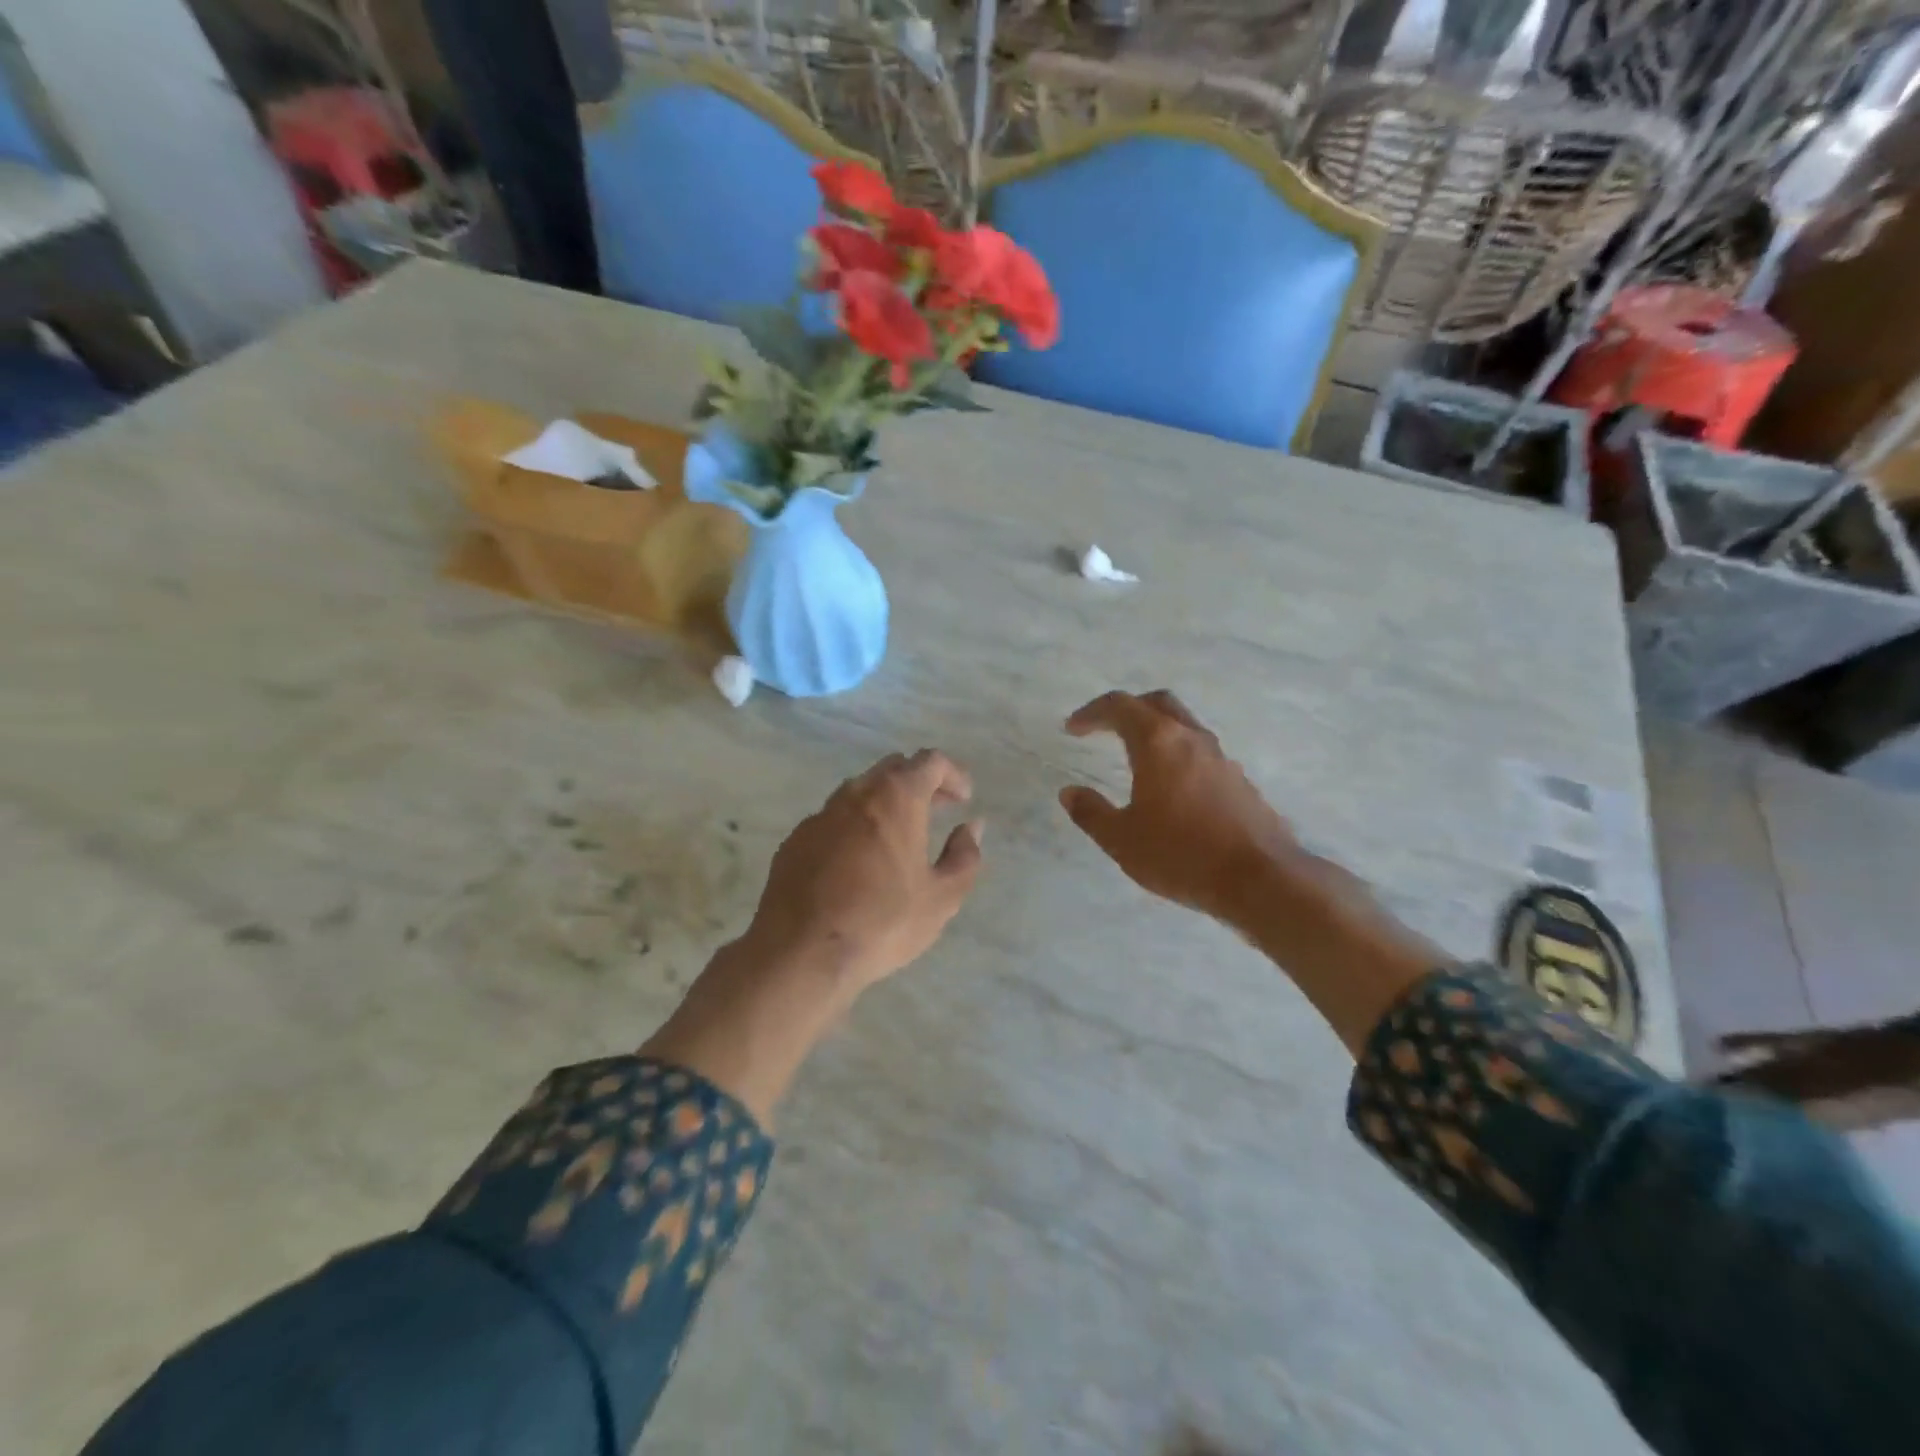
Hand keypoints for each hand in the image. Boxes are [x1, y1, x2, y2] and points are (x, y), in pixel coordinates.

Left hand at [744, 749, 985, 989]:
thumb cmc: (882, 923)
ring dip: (885, 802)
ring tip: (900, 835)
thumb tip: (971, 828)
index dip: (953, 774)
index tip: (964, 798)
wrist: (800, 952)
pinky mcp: (795, 840)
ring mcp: (820, 815)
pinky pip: (833, 820)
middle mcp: (856, 794)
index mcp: (896, 798)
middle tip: (937, 809)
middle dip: (920, 782)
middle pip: (893, 768)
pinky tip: (859, 861)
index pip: (930, 761)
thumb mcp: (941, 898)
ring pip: (860, 792)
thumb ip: (964, 856)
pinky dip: (855, 826)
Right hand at [1059, 690, 1301, 927]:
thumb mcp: (1122, 840)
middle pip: (1157, 703)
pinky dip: (1178, 755)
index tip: (1073, 729)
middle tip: (1105, 728)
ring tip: (1136, 758)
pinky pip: (1201, 753)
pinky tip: (1171, 788)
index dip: (1092, 712)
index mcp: (1158, 742)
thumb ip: (1092, 813)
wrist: (1260, 879)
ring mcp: (1221, 758)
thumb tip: (1070, 793)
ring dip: (1156, 731)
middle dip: (1127, 709)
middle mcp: (1191, 739)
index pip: (1120, 706)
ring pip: (1183, 726)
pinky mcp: (1239, 780)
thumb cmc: (1181, 855)